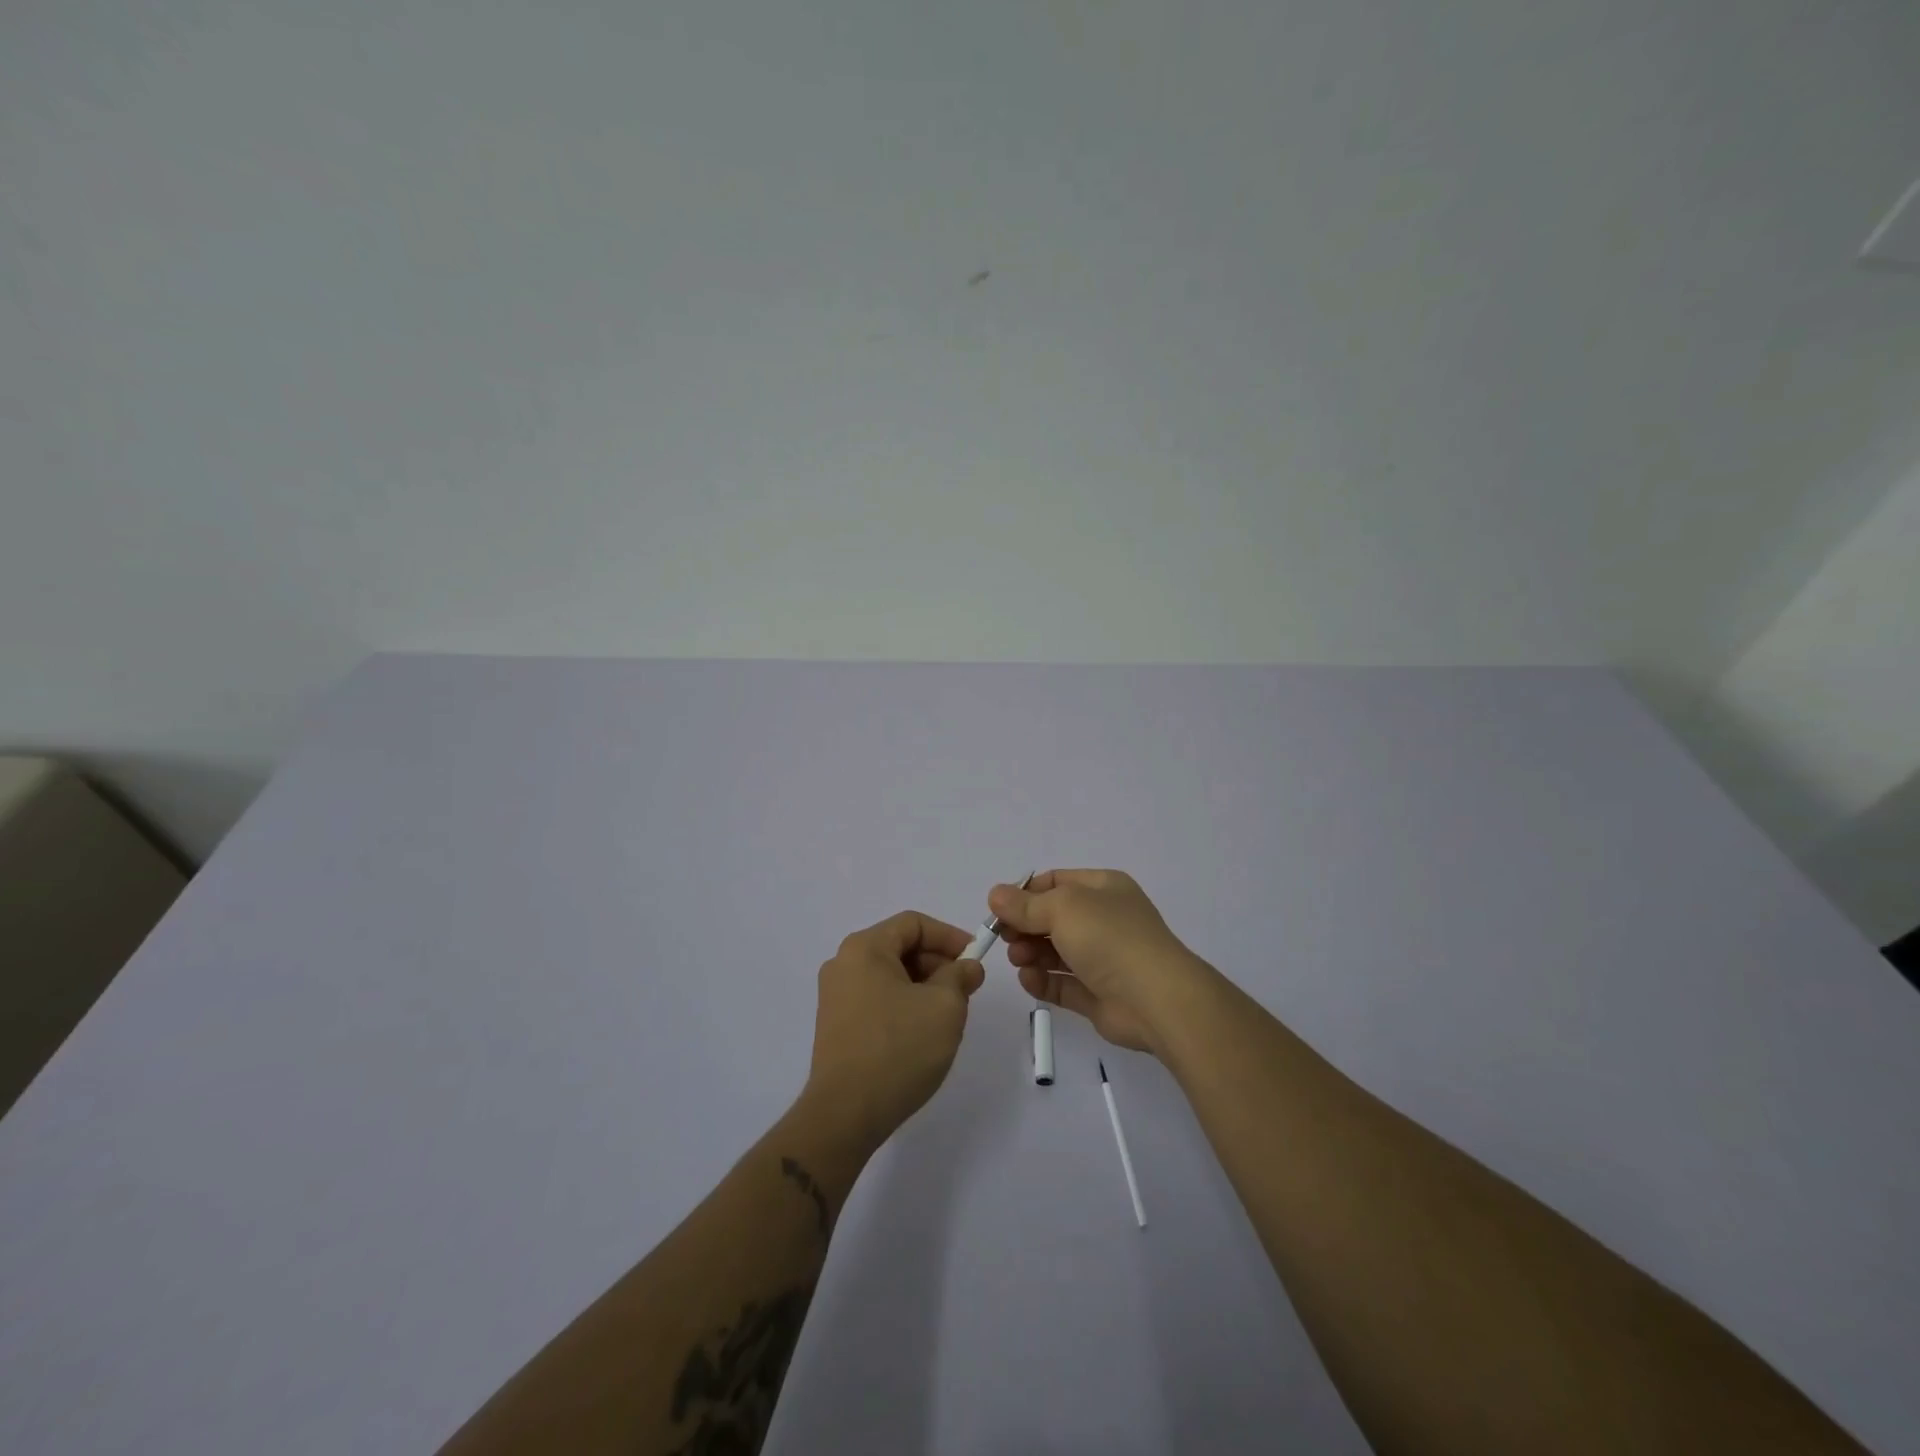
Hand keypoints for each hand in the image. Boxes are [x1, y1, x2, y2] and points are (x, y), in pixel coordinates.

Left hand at [801, 911, 984, 1151]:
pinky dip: (904, 1004)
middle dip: (937, 963)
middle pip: (899, 947)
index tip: (975, 959)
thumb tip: (966, 967)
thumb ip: (960, 976)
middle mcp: (843, 964)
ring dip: (923, 986)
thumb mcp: (944, 1007)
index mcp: (864, 948)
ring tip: (947, 1015)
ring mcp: (835, 996)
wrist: (845, 1115)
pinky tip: (921, 1033)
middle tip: (966, 989)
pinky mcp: (835, 1025)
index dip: (949, 936)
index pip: (913, 923)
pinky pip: (877, 999)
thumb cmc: (898, 1049)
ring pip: (890, 976)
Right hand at [989, 869, 1217, 1056]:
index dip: (1026, 893)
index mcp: (1103, 888)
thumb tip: (995, 895)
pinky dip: (1043, 981)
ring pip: (1055, 952)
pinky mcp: (1098, 994)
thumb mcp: (1063, 908)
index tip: (999, 908)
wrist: (1157, 999)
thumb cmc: (1110, 938)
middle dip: (1025, 926)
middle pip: (1052, 918)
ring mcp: (1103, 959)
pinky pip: (1063, 984)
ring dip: (1031, 953)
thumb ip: (1025, 905)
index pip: (1057, 882)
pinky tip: (1029, 980)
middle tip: (1005, 938)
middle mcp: (1104, 920)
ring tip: (1019, 959)